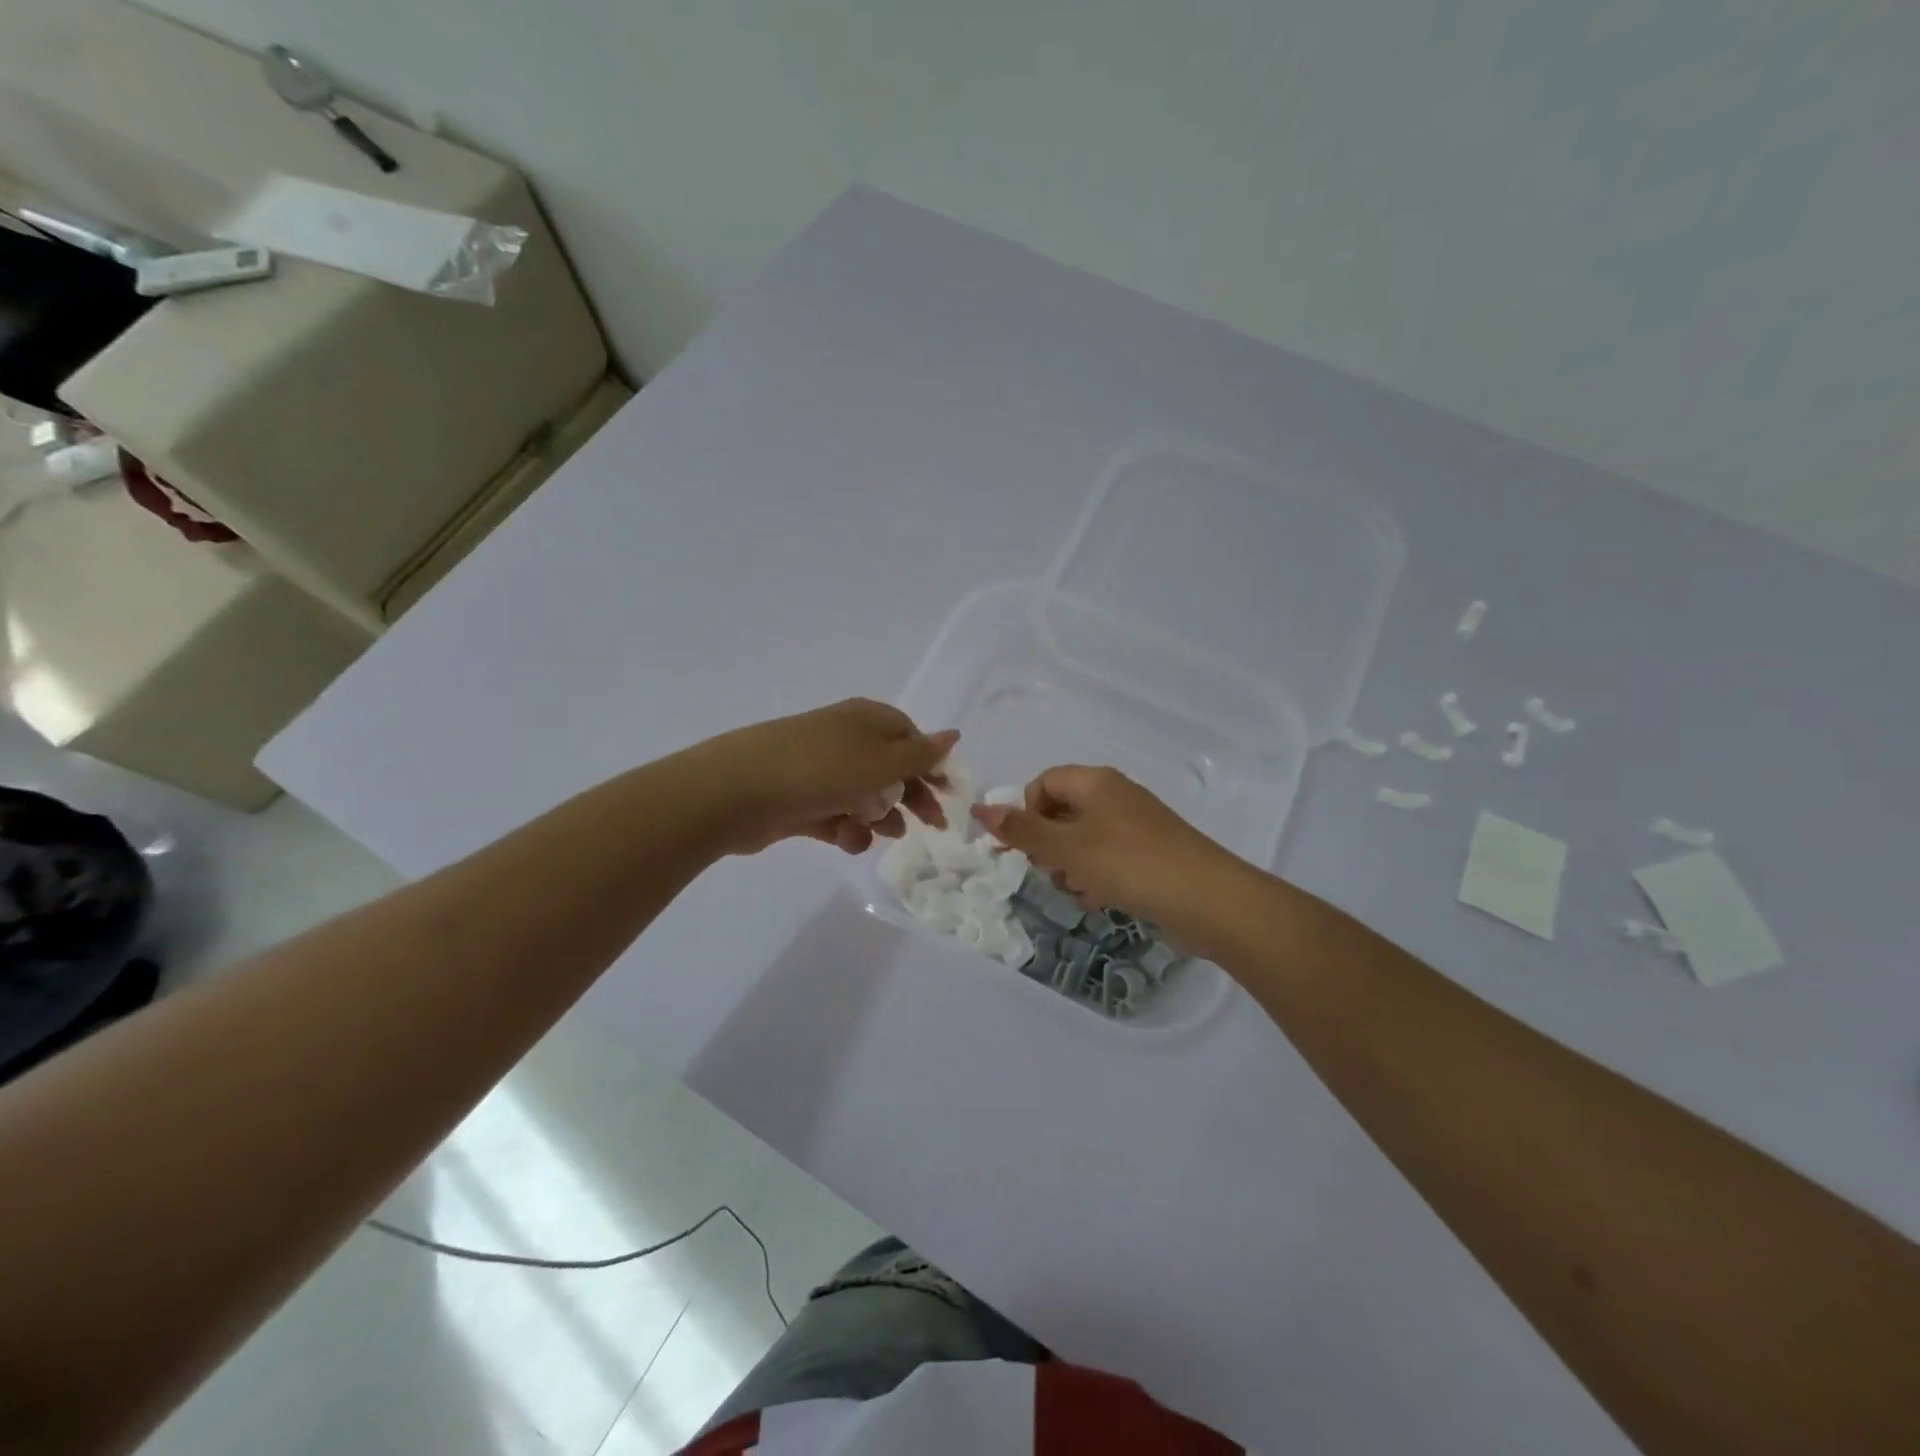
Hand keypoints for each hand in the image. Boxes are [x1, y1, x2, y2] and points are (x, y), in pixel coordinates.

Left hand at [693, 698, 955, 855]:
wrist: (737, 791)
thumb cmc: (822, 770)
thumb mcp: (882, 761)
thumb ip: (921, 754)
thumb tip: (953, 734)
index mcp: (866, 720)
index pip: (910, 737)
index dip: (931, 765)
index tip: (947, 795)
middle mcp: (844, 739)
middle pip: (890, 769)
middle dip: (910, 797)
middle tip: (930, 826)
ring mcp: (819, 770)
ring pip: (863, 795)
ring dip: (879, 817)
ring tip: (883, 835)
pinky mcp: (799, 800)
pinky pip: (834, 815)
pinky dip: (846, 829)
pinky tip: (848, 841)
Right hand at [972, 766, 1243, 940]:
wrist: (1208, 900)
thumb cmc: (1130, 864)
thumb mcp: (1067, 847)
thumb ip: (1022, 830)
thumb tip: (980, 809)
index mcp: (1095, 782)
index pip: (1043, 784)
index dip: (1027, 813)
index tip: (1027, 847)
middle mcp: (1115, 796)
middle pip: (1061, 813)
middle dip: (1049, 846)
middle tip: (1054, 873)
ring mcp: (1135, 826)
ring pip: (1082, 841)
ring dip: (1071, 867)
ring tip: (1082, 890)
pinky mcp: (1149, 854)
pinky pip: (1107, 859)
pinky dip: (1097, 877)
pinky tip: (1102, 900)